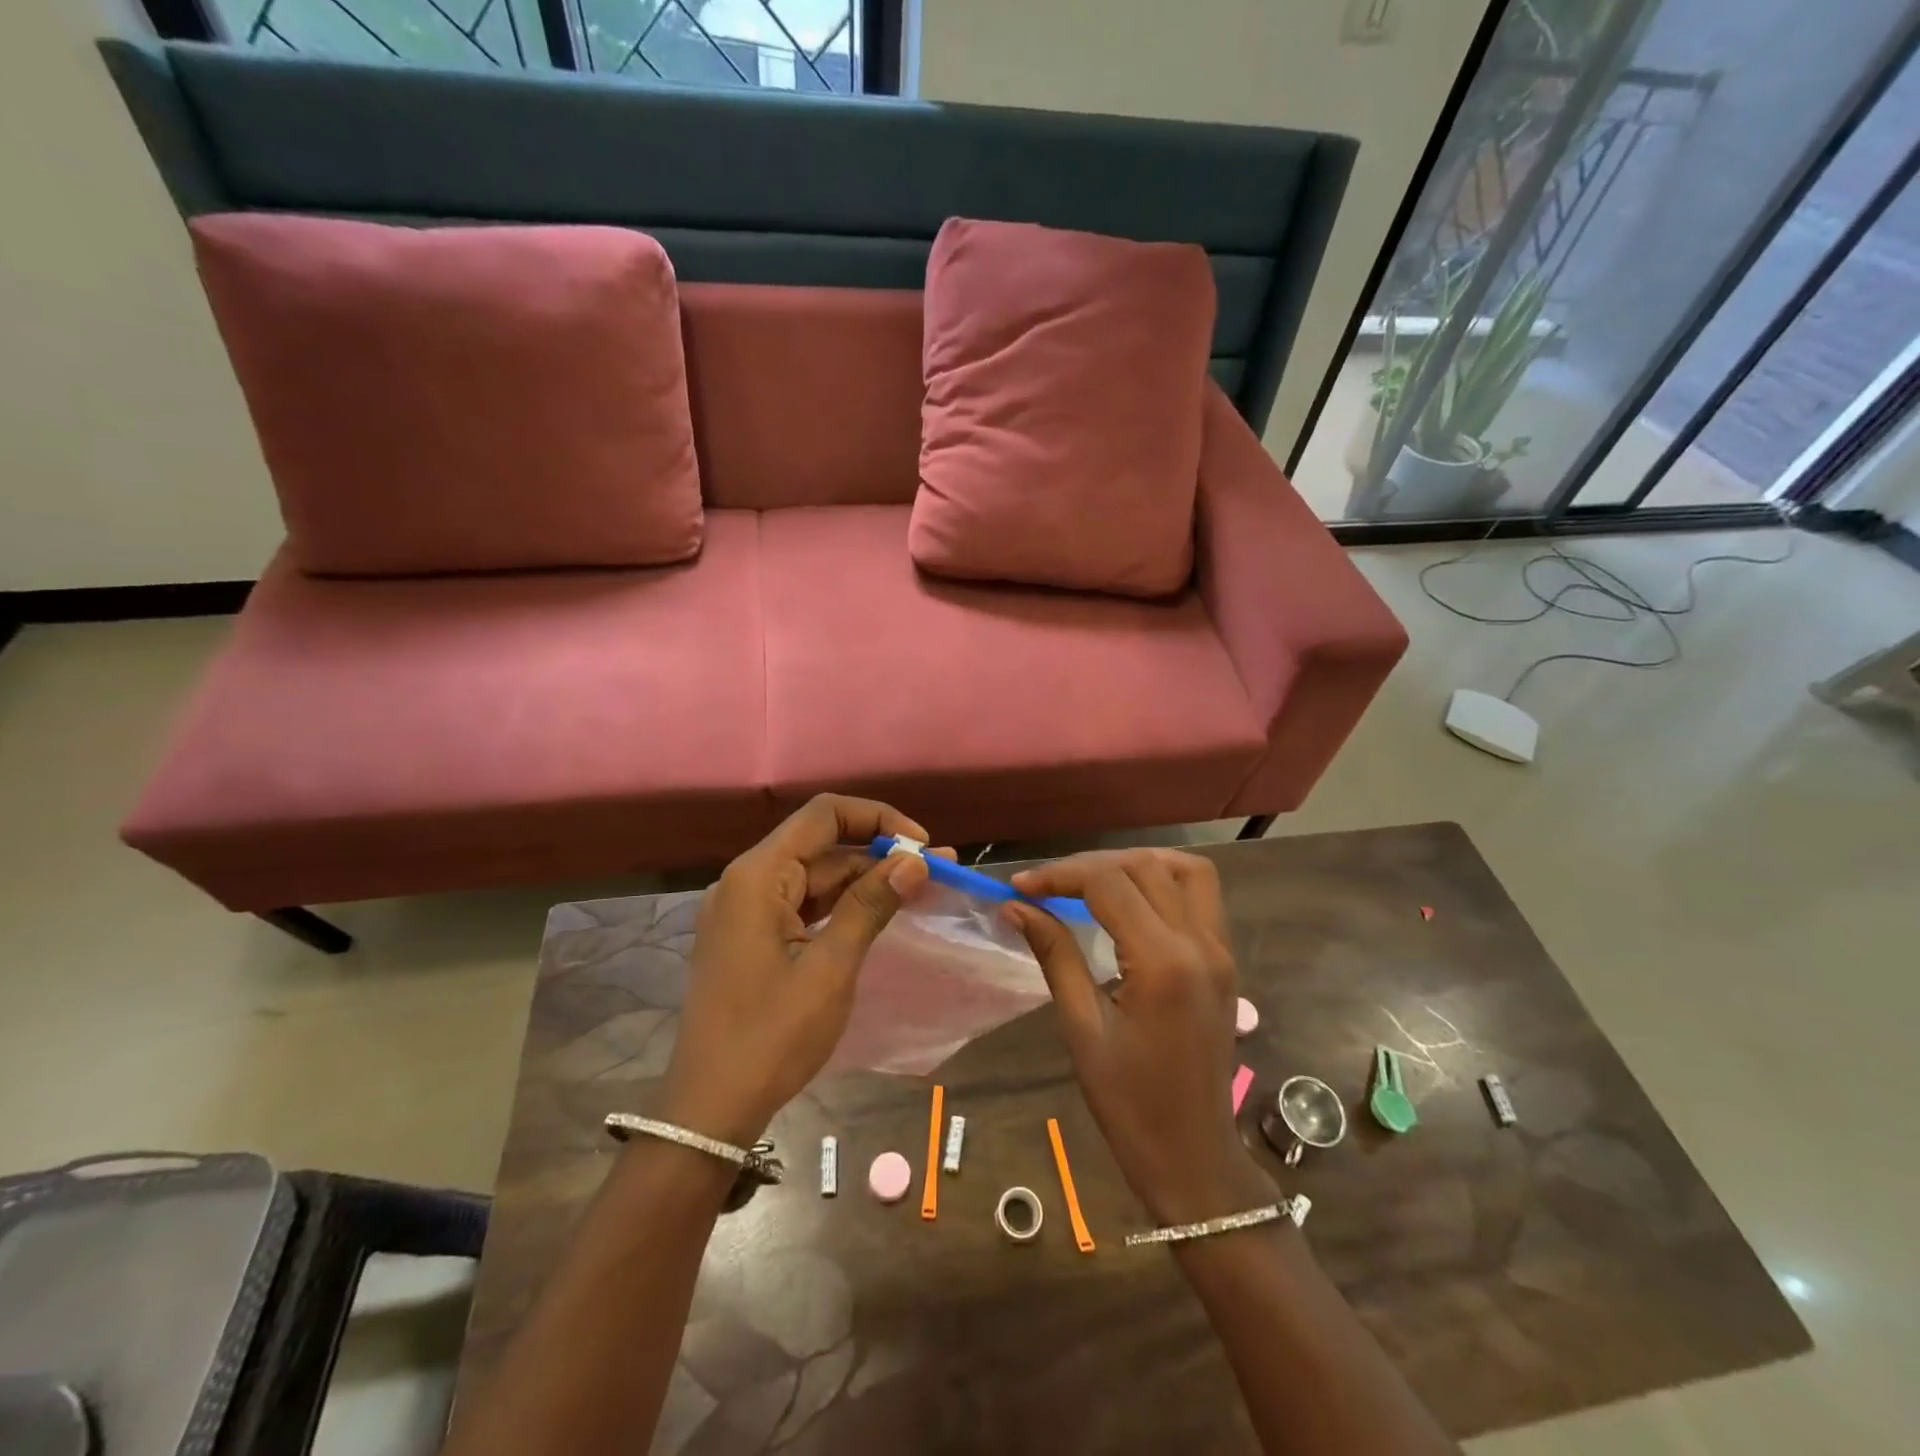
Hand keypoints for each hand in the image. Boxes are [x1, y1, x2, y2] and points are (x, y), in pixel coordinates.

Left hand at [660, 795, 936, 1147]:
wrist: (711, 1107)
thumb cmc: (771, 1036)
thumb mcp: (830, 968)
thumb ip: (871, 905)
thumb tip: (914, 862)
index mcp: (758, 876)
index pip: (824, 815)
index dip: (877, 819)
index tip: (921, 847)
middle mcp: (747, 880)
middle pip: (821, 845)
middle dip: (878, 854)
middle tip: (935, 873)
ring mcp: (746, 909)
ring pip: (815, 876)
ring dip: (864, 880)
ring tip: (918, 891)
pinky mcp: (751, 936)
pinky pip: (803, 904)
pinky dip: (841, 905)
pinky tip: (878, 913)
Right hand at [1004, 849, 1273, 1225]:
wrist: (1193, 1157)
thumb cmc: (1129, 1104)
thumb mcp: (1082, 1028)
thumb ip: (1054, 955)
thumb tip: (1016, 907)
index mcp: (1163, 963)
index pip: (1108, 884)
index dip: (1059, 875)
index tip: (1020, 888)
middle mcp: (1201, 944)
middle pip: (1143, 867)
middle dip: (1088, 866)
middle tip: (1046, 887)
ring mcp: (1221, 950)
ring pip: (1183, 870)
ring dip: (1134, 864)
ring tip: (1091, 881)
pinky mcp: (1226, 960)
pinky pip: (1202, 895)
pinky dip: (1164, 880)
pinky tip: (1131, 900)